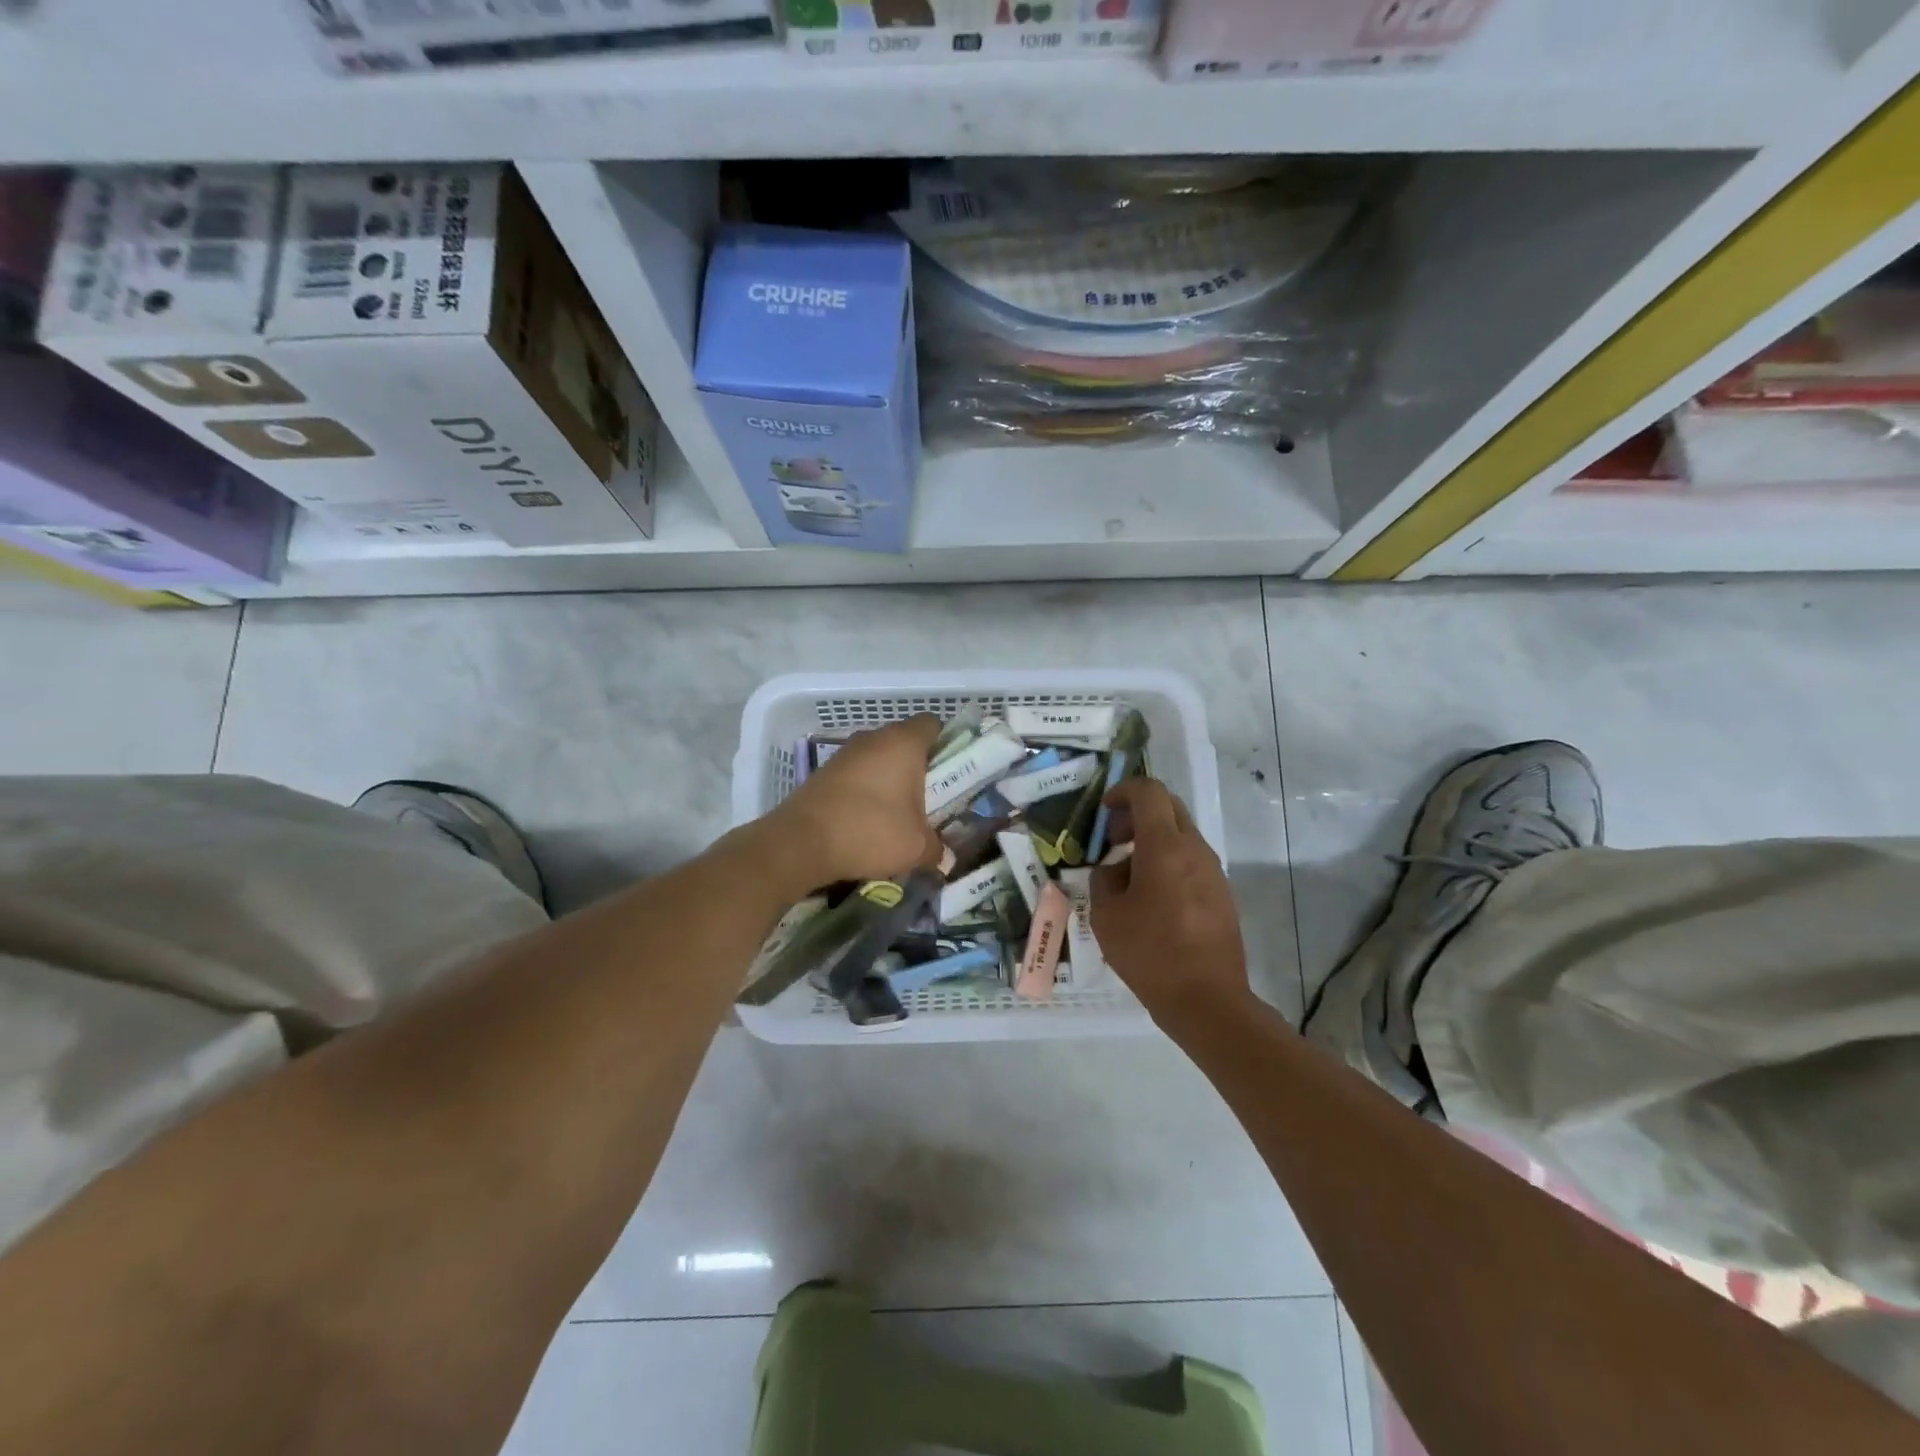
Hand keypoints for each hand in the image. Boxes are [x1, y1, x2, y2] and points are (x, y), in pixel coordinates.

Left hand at [762, 714, 944, 889]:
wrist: (800, 843)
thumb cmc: (871, 832)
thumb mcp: (917, 847)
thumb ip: (937, 849)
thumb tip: (944, 857)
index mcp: (903, 742)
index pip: (933, 724)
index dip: (947, 744)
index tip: (952, 773)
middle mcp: (873, 738)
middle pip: (905, 742)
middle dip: (919, 768)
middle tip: (930, 800)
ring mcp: (845, 753)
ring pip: (879, 758)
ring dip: (890, 781)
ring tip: (898, 815)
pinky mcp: (823, 772)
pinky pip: (856, 774)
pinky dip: (865, 791)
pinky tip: (867, 821)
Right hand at [1091, 778, 1250, 1032]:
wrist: (1207, 1000)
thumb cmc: (1150, 954)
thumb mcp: (1106, 916)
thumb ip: (1104, 880)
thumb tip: (1115, 869)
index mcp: (1165, 847)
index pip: (1149, 792)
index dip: (1123, 791)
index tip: (1104, 810)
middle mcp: (1194, 849)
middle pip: (1169, 807)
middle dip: (1138, 813)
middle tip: (1114, 838)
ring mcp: (1213, 871)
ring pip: (1181, 834)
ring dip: (1153, 839)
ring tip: (1128, 873)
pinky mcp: (1222, 893)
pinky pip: (1191, 860)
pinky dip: (1168, 861)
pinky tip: (1151, 897)